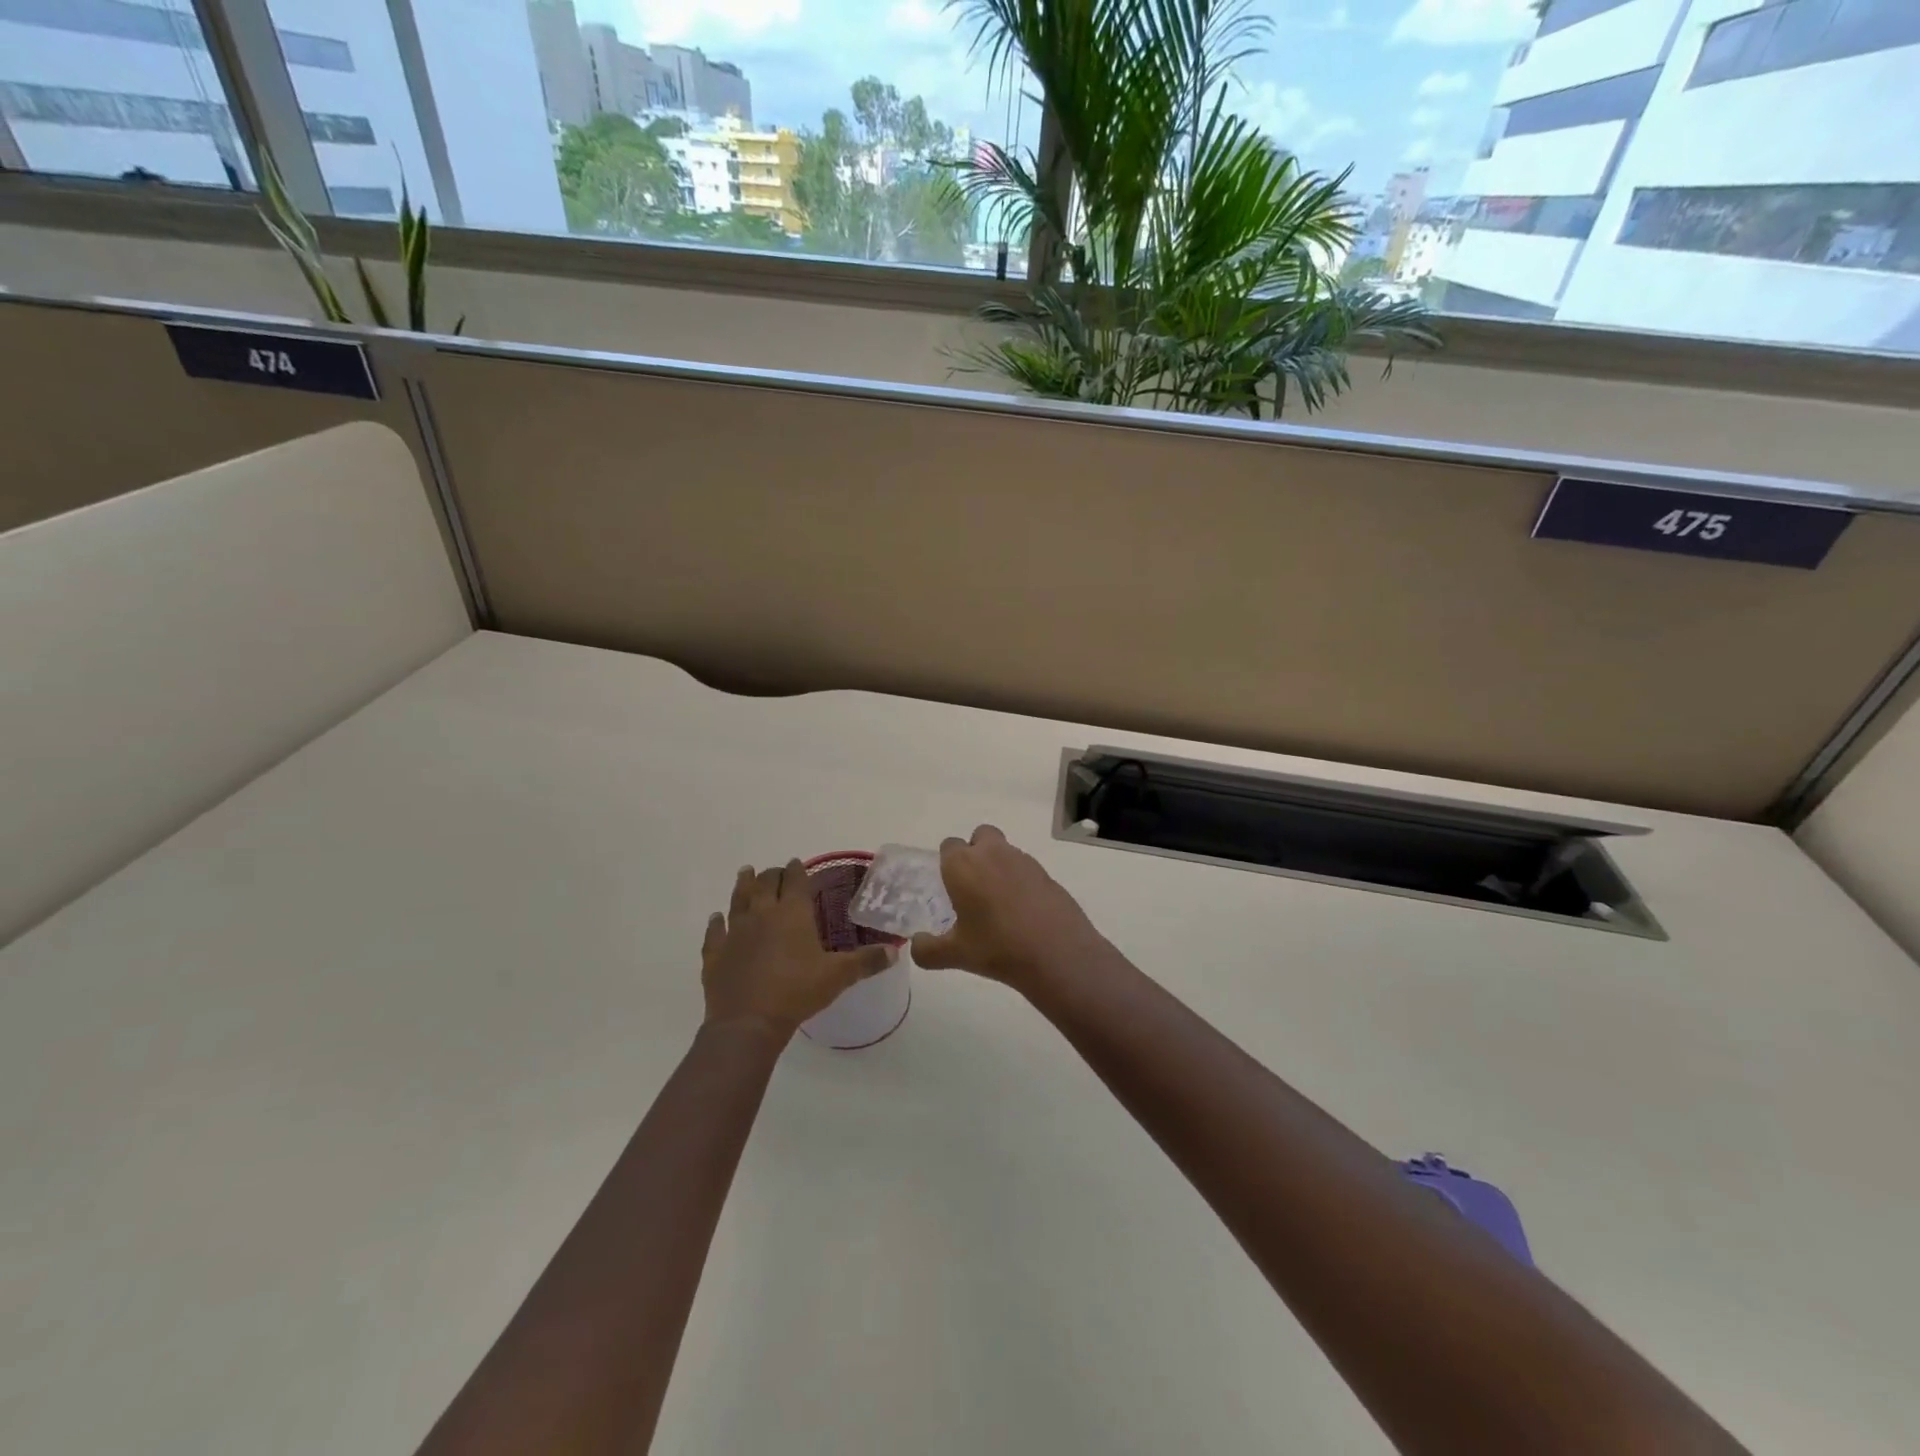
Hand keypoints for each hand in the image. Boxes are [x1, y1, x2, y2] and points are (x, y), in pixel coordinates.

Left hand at [702, 860, 897, 1040]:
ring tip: (746, 872)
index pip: (794, 881)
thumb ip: (866, 962)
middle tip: (777, 872)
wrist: (747, 1022)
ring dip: (743, 884)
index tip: (797, 863)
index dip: (797, 870)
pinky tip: (716, 918)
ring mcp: (735, 932)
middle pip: (765, 884)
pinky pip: (714, 932)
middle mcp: (762, 915)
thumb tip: (894, 951)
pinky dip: (716, 923)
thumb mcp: (838, 977)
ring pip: (738, 899)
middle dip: (772, 875)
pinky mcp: (715, 954)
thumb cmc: (797, 992)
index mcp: (792, 914)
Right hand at [909, 826, 1108, 994]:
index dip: (948, 863)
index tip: (950, 887)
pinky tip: (1024, 912)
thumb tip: (915, 945)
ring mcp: (1024, 860)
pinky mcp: (1047, 874)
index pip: (949, 846)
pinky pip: (1027, 869)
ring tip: (1000, 905)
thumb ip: (927, 950)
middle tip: (974, 887)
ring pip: (1005, 851)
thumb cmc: (997, 948)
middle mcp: (992, 853)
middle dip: (976, 853)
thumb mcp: (955, 955)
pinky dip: (1022, 882)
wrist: (1057, 953)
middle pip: (980, 836)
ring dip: (999, 867)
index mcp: (964, 865)